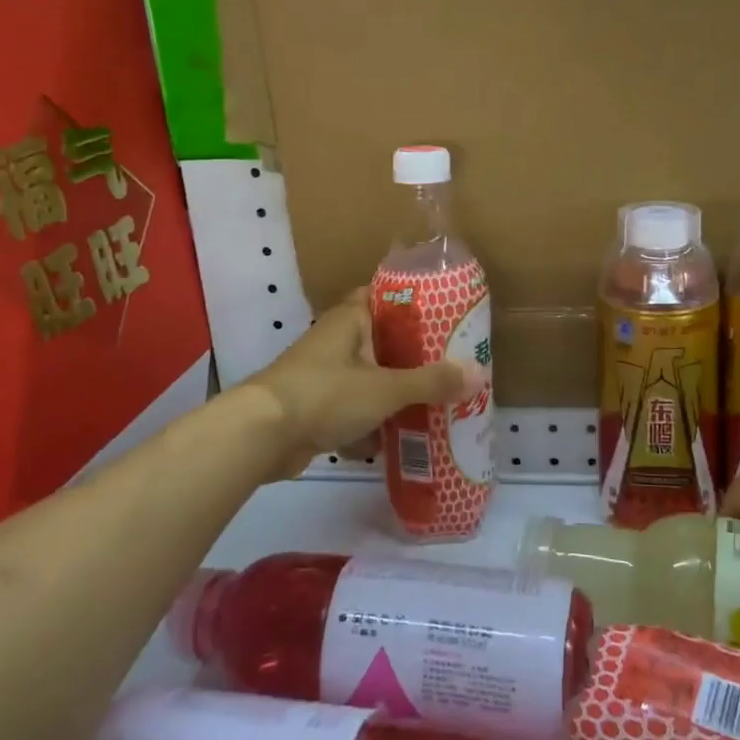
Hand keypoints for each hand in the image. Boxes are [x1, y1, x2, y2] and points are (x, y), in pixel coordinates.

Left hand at [245, 289, 484, 480]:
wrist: (260, 436)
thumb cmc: (325, 395)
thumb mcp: (386, 388)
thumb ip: (431, 382)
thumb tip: (478, 374)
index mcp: (350, 319)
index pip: (386, 297)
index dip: (416, 305)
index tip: (448, 318)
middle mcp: (336, 341)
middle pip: (383, 342)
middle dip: (414, 358)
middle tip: (451, 368)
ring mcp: (323, 376)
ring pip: (369, 379)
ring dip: (394, 394)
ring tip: (434, 405)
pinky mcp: (315, 409)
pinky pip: (353, 411)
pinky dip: (370, 425)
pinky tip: (396, 442)